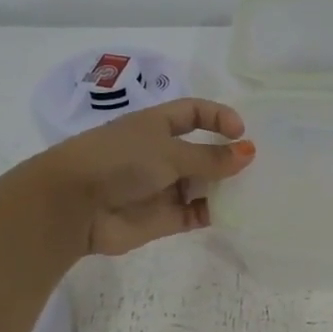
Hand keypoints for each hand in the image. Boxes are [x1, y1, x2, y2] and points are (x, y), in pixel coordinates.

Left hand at [31, 99, 254, 256]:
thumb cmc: (119, 162)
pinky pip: (196, 213)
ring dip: (225, 186)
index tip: (241, 131)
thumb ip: (210, 156)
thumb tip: (248, 152)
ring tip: (255, 189)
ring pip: (202, 184)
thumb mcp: (168, 151)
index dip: (218, 117)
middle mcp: (160, 153)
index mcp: (156, 125)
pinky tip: (236, 212)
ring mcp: (162, 187)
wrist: (74, 206)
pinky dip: (215, 212)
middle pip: (202, 150)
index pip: (194, 113)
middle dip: (227, 156)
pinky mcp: (164, 218)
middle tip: (258, 165)